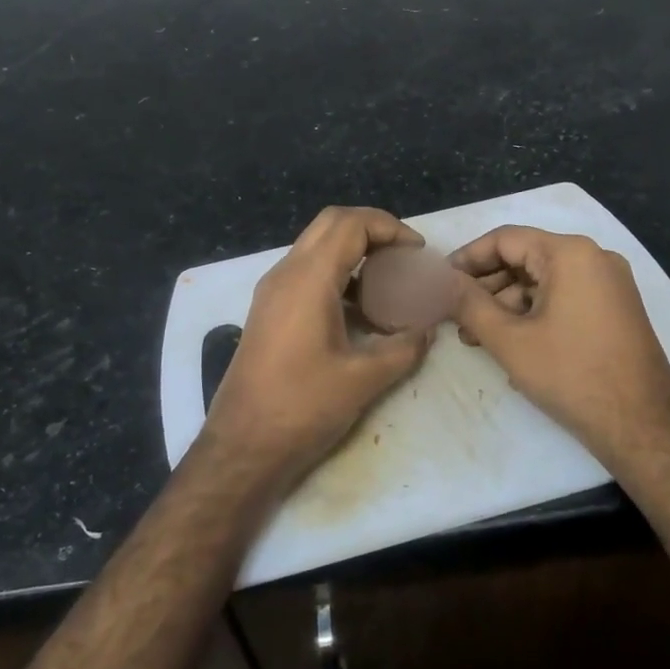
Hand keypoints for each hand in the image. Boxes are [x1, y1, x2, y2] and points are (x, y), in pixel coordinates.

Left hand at [203, 207, 433, 488]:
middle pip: (331, 224)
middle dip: (372, 230)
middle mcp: (285, 273)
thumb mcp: (364, 379)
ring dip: (353, 252)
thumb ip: (404, 347)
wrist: (242, 445)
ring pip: (316, 247)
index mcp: (308, 278)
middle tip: (404, 256)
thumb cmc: (302, 407)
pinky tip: (360, 310)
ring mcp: (272, 291)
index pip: (351, 224)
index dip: (390, 228)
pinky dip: (337, 274)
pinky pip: (306, 272)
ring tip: (389, 282)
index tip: (418, 252)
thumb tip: (427, 330)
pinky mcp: (268, 310)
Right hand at [450, 226, 669, 468]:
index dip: (467, 259)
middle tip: (453, 315)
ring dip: (506, 305)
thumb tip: (440, 281)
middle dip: (485, 287)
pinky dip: (534, 314)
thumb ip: (468, 303)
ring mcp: (609, 284)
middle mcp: (594, 258)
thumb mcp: (509, 339)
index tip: (440, 283)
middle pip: (525, 258)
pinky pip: (564, 298)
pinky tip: (510, 344)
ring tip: (476, 338)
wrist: (642, 426)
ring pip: (543, 282)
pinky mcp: (615, 309)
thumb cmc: (571, 375)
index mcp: (570, 253)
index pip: (505, 239)